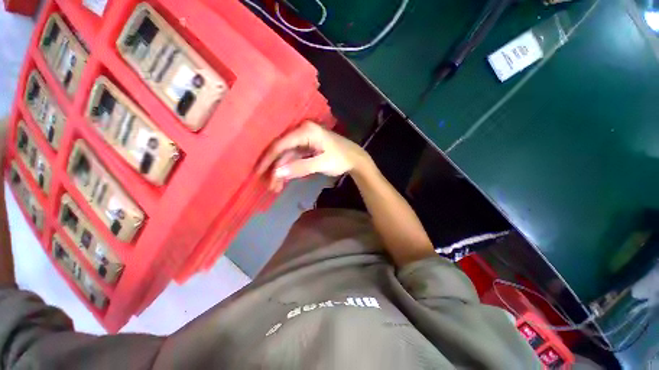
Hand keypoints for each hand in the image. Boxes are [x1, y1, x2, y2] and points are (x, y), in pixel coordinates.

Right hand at [257, 122, 369, 191]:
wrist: (355, 159)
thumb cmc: (340, 158)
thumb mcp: (321, 163)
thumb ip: (299, 167)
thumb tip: (277, 173)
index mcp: (305, 131)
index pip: (281, 144)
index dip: (269, 159)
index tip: (258, 172)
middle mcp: (302, 132)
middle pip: (282, 151)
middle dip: (275, 169)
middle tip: (269, 185)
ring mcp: (304, 140)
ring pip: (287, 157)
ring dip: (282, 172)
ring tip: (276, 188)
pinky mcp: (307, 148)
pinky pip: (294, 159)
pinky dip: (289, 170)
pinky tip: (284, 181)